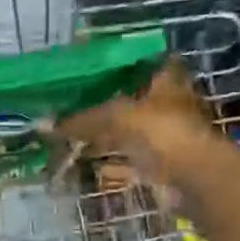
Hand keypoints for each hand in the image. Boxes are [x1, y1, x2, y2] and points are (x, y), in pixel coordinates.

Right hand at [56, 60, 213, 182]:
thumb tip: (44, 125)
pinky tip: (91, 167)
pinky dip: (113, 165)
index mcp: (167, 81)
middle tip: (75, 105)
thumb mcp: (118, 117)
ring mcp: (168, 137)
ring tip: (76, 136)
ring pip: (132, 132)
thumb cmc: (163, 132)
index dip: (124, 63)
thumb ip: (83, 120)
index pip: (147, 62)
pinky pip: (131, 161)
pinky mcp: (163, 165)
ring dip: (109, 136)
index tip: (95, 68)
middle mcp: (170, 105)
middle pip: (135, 99)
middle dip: (109, 103)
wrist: (195, 178)